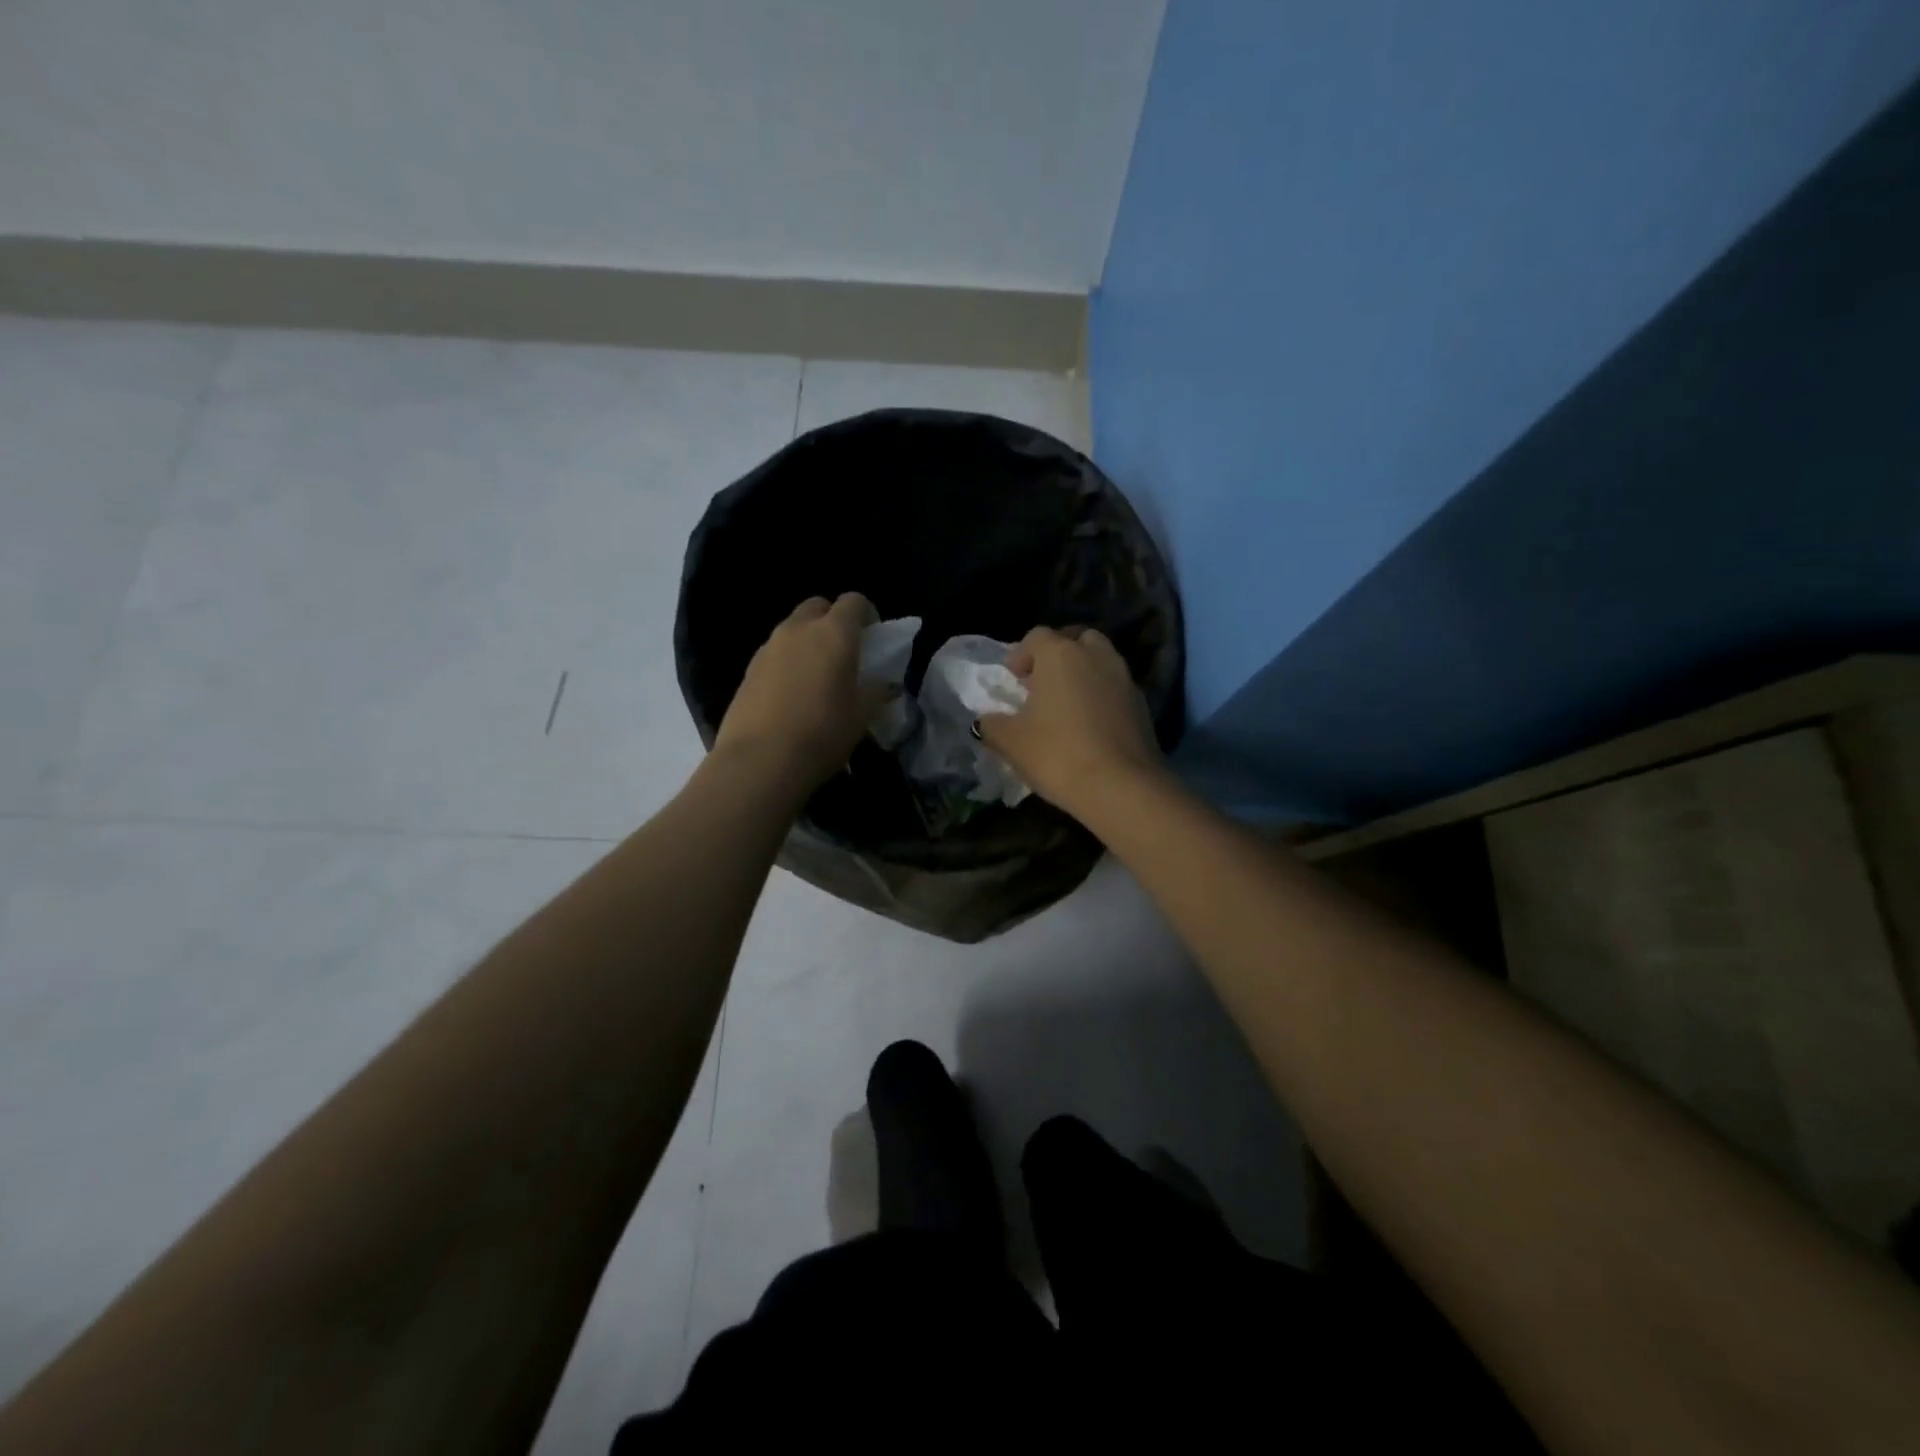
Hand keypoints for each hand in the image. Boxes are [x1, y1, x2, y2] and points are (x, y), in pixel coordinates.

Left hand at [714, 593, 884, 787]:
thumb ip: (876, 691)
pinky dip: (788, 662)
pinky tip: (792, 695)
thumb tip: (884, 683)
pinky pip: (775, 653)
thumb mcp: (862, 714)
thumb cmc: (823, 732)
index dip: (867, 614)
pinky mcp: (748, 669)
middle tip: (844, 653)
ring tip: (817, 677)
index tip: (873, 638)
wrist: (761, 760)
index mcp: (834, 633)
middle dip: (833, 621)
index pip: (854, 601)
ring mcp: (768, 647)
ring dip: (808, 641)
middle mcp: (798, 629)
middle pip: (818, 606)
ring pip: (793, 629)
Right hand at [978, 626, 1164, 816]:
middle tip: (1043, 685)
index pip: (1037, 636)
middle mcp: (1096, 655)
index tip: (1013, 680)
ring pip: (1100, 661)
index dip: (1021, 655)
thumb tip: (986, 721)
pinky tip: (1091, 726)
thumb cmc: (1057, 754)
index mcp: (1060, 654)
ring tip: (1068, 706)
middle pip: (1075, 640)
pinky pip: (1116, 688)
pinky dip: (1102, 697)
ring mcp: (1124, 678)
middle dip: (1058, 656)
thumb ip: (992, 724)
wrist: (1121, 786)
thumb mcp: (1011, 742)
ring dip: (1083, 675)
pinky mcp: (1143, 704)